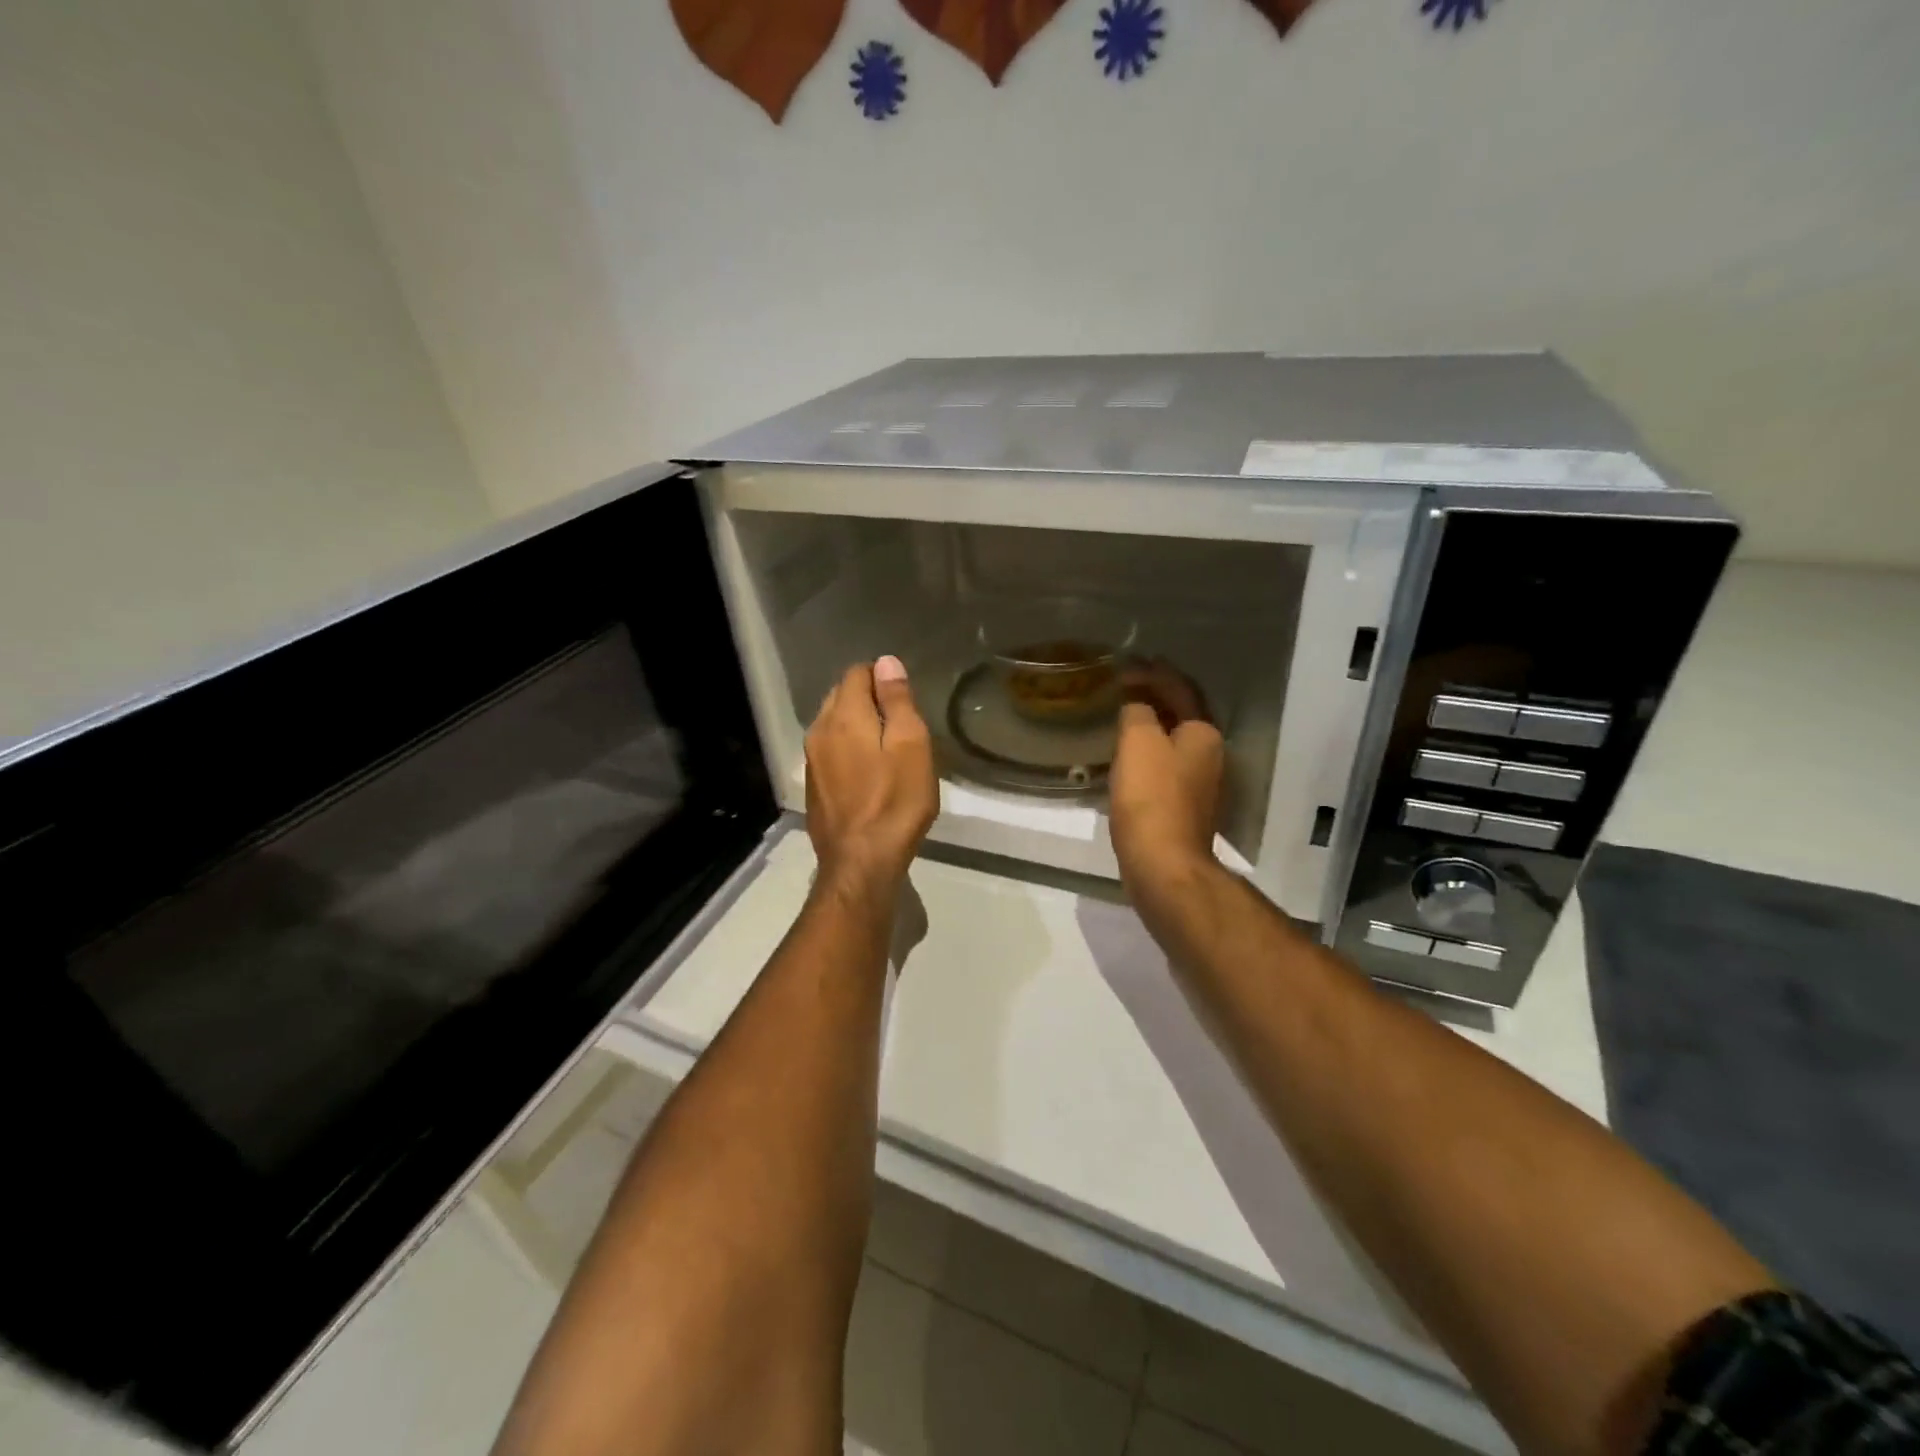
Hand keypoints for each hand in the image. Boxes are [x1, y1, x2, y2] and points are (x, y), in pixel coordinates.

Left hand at [805, 657, 937, 896]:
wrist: (860, 862)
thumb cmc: (895, 802)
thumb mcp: (910, 746)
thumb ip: (897, 701)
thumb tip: (886, 663)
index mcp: (844, 715)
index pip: (857, 673)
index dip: (883, 678)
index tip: (906, 701)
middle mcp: (819, 730)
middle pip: (842, 695)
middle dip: (868, 699)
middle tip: (900, 724)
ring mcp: (811, 759)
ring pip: (833, 723)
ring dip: (857, 725)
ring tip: (886, 747)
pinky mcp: (813, 784)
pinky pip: (830, 749)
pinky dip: (848, 748)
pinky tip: (868, 772)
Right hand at [1109, 690, 1223, 902]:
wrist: (1163, 863)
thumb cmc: (1151, 797)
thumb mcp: (1138, 741)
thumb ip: (1138, 711)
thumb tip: (1137, 704)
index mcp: (1204, 733)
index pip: (1180, 689)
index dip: (1153, 672)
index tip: (1125, 664)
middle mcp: (1210, 754)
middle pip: (1183, 714)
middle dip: (1156, 696)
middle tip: (1126, 683)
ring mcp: (1201, 784)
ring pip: (1175, 741)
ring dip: (1153, 724)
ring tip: (1124, 714)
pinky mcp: (1186, 808)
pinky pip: (1167, 766)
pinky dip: (1149, 752)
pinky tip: (1128, 757)